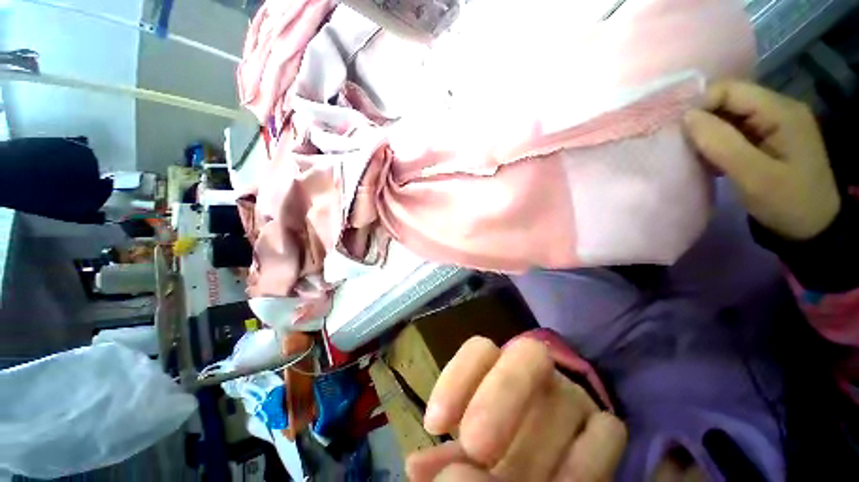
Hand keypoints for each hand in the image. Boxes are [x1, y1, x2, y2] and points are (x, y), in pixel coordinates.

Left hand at [406, 337, 626, 481]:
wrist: (559, 453)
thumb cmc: (504, 444)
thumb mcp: (473, 449)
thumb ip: (448, 458)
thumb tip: (417, 467)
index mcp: (500, 367)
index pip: (480, 349)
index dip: (458, 378)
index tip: (437, 426)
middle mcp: (538, 371)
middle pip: (526, 355)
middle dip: (500, 397)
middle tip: (475, 446)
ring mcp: (574, 396)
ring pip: (562, 401)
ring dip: (534, 452)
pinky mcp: (606, 425)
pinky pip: (605, 434)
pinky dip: (581, 467)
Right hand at [684, 80, 840, 240]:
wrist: (812, 227)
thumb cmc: (788, 203)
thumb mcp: (754, 176)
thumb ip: (721, 143)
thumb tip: (686, 117)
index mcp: (781, 112)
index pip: (730, 90)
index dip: (700, 105)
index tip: (678, 132)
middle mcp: (778, 108)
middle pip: (729, 99)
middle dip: (702, 118)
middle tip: (681, 144)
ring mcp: (773, 123)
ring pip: (728, 115)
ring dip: (707, 131)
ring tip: (692, 152)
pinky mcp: (767, 137)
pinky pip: (734, 129)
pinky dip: (716, 140)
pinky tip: (708, 156)